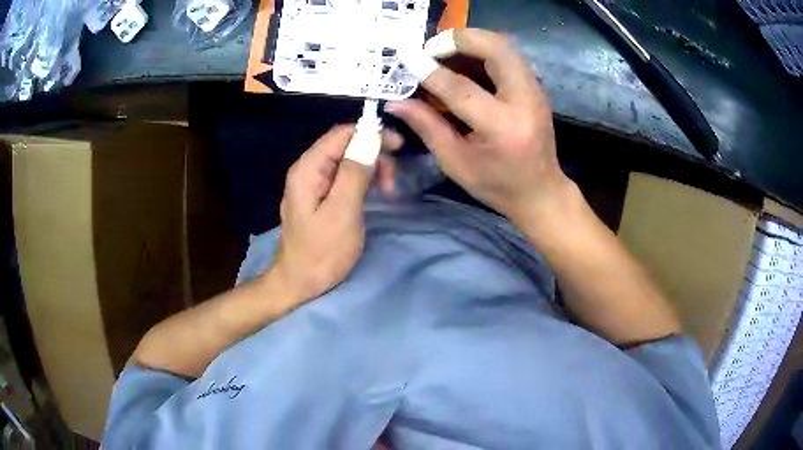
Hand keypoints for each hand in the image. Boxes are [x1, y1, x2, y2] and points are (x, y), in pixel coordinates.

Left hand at [267, 125, 400, 306]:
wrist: (299, 282)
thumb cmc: (321, 252)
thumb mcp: (342, 213)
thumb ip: (355, 173)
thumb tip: (371, 138)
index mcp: (309, 168)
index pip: (341, 133)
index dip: (371, 133)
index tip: (398, 147)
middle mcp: (308, 169)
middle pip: (345, 144)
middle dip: (373, 154)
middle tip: (392, 181)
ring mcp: (312, 183)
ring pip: (347, 160)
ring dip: (371, 168)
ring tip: (387, 191)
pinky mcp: (319, 196)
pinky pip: (343, 176)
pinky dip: (362, 180)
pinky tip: (374, 194)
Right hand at [386, 28, 568, 223]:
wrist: (540, 191)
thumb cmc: (497, 185)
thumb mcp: (456, 162)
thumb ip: (427, 126)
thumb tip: (395, 102)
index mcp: (503, 128)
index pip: (462, 88)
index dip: (430, 71)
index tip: (407, 59)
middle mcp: (525, 102)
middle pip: (496, 49)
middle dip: (459, 39)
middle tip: (432, 48)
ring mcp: (535, 91)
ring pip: (504, 45)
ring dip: (471, 41)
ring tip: (444, 52)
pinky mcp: (535, 87)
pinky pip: (508, 55)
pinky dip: (483, 50)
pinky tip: (463, 62)